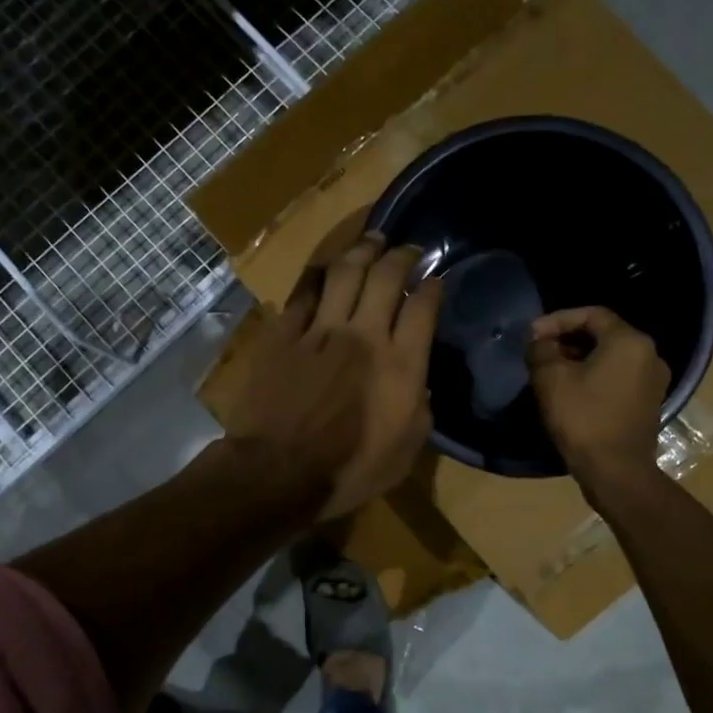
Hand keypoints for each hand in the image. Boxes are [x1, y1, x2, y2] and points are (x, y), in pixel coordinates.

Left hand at [226, 234, 441, 518]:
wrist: (277, 472)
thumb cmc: (347, 472)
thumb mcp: (404, 453)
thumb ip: (419, 409)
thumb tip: (418, 383)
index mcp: (401, 366)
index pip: (423, 308)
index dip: (432, 287)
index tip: (434, 280)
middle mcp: (364, 336)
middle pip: (386, 277)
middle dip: (401, 255)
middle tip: (406, 249)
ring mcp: (321, 330)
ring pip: (345, 273)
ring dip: (362, 250)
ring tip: (372, 240)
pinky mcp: (284, 333)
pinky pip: (304, 292)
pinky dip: (319, 276)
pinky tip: (326, 269)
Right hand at [526, 307, 671, 479]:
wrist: (615, 472)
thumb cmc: (583, 419)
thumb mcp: (551, 378)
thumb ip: (542, 350)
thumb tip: (540, 342)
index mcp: (629, 341)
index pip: (591, 314)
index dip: (557, 319)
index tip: (532, 335)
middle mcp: (649, 355)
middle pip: (603, 334)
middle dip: (567, 338)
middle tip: (539, 351)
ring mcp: (653, 381)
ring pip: (610, 357)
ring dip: (579, 358)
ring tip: (551, 370)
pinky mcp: (648, 403)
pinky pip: (618, 377)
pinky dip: (594, 375)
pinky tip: (571, 390)